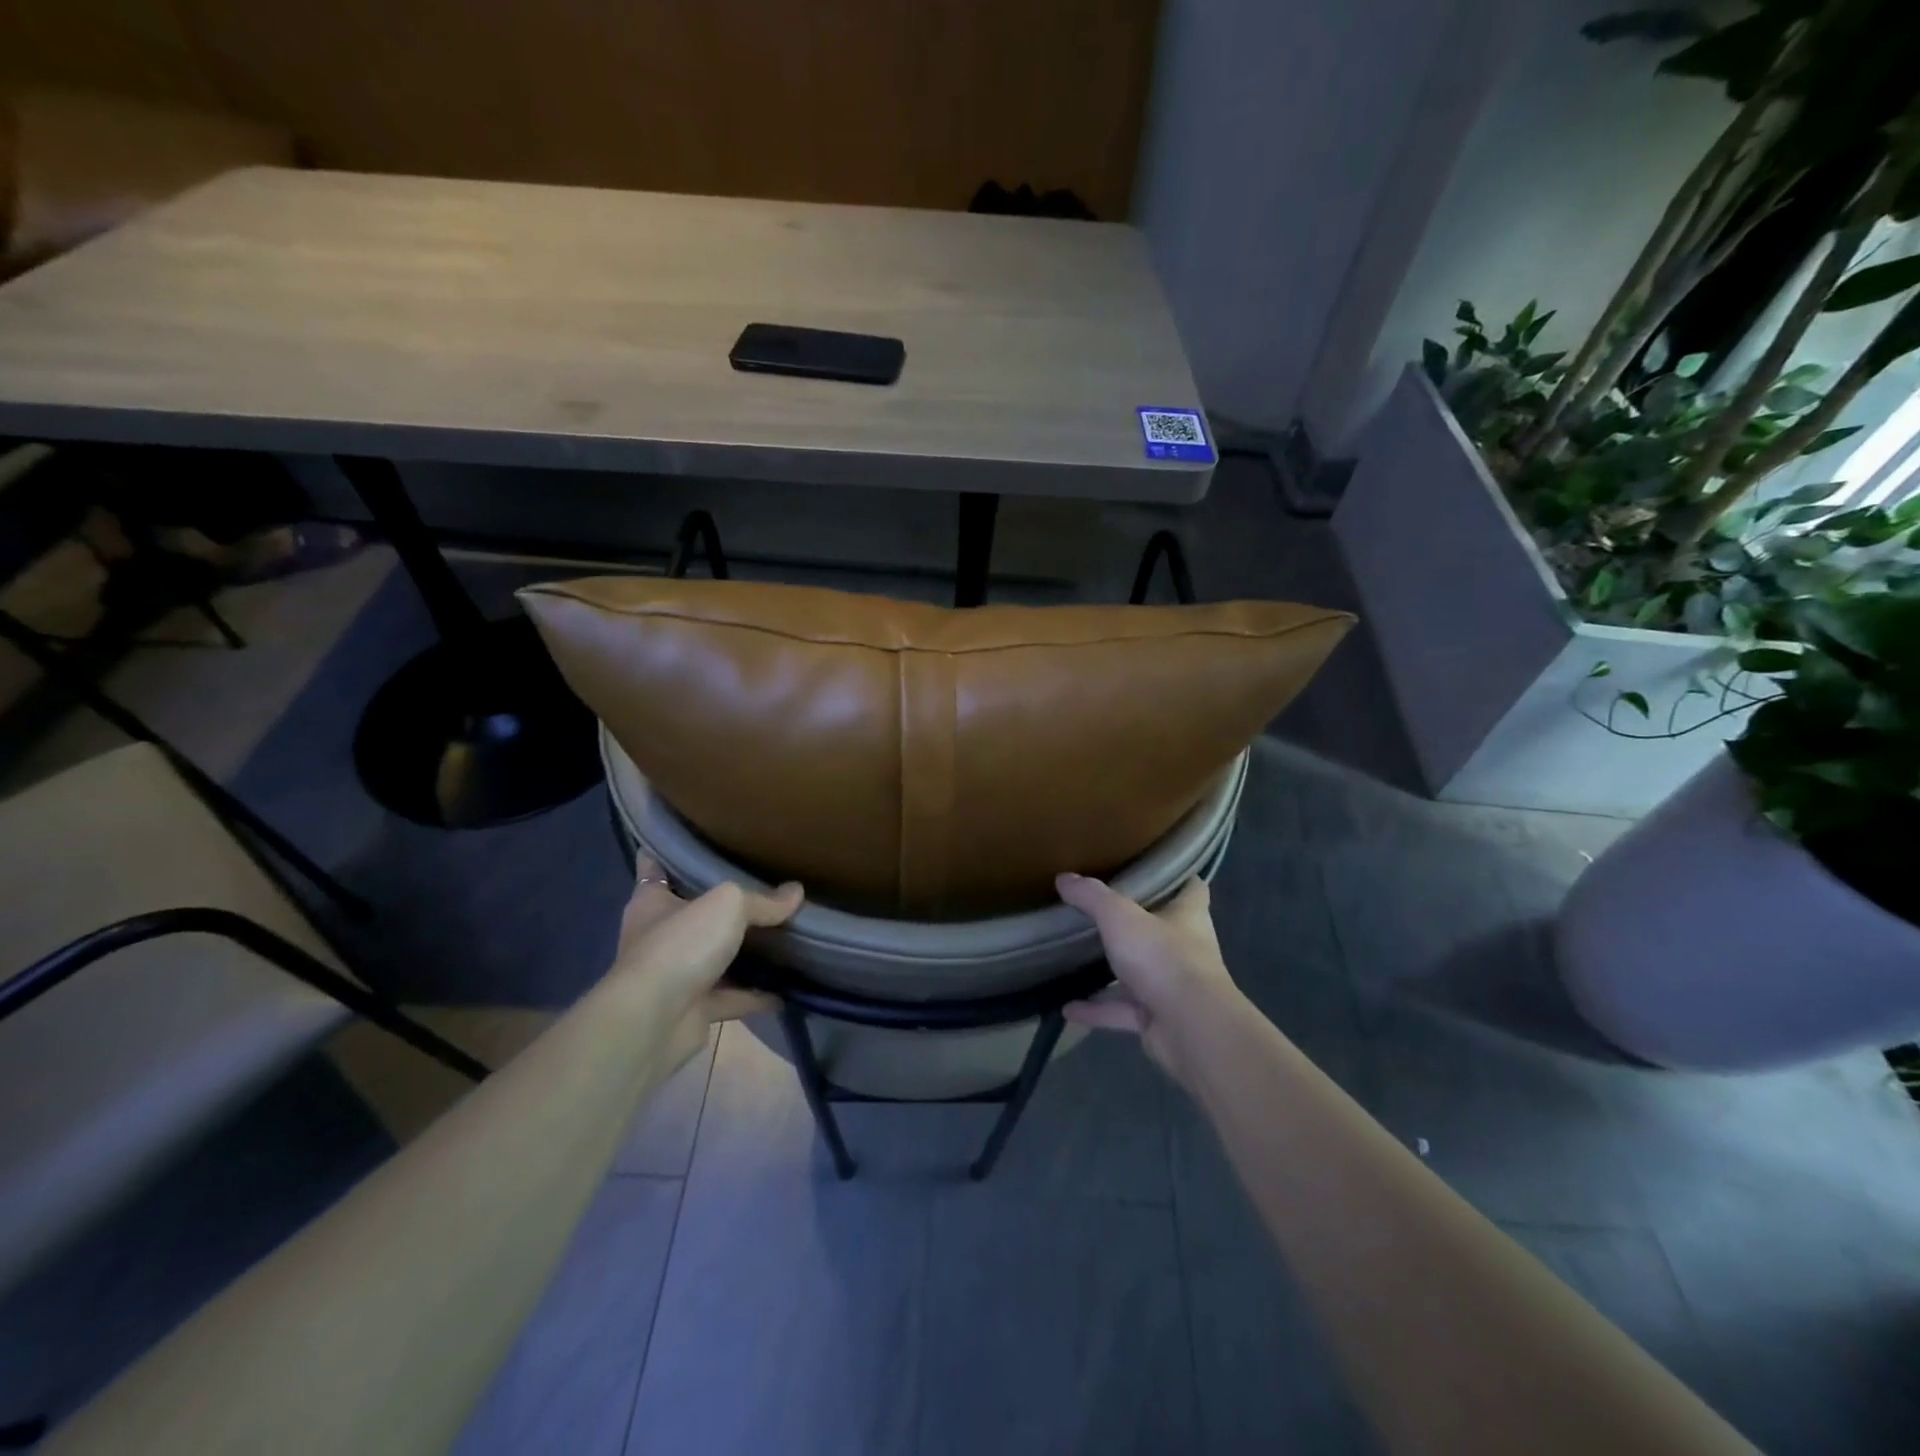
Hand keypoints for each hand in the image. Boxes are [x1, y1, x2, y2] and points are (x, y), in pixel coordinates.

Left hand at [610, 857, 803, 1070]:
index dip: (675, 852)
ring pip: (715, 957)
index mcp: (652, 901)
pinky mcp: (693, 1009)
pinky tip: (787, 989)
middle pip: (694, 913)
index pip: (656, 866)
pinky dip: (756, 994)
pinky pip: (732, 997)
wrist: (654, 1022)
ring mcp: (676, 974)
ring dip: (744, 952)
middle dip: (724, 905)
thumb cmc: (680, 946)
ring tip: (783, 936)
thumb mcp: (728, 905)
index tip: (703, 841)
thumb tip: (796, 892)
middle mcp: (660, 936)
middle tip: (763, 886)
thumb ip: (762, 900)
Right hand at [1057, 872, 1242, 1086]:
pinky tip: (1068, 1008)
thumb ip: (1092, 897)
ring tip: (1077, 961)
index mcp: (1188, 916)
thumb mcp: (1120, 917)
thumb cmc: (1163, 958)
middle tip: (1100, 911)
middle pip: (1161, 930)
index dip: (1177, 877)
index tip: (1153, 869)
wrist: (1191, 1029)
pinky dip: (1097, 1010)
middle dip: (1135, 924)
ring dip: (1112, 972)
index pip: (1192, 888)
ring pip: (1139, 973)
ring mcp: (1172, 986)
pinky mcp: (1158, 1019)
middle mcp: (1185, 949)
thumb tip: (1064, 877)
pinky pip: (1122, 1011)